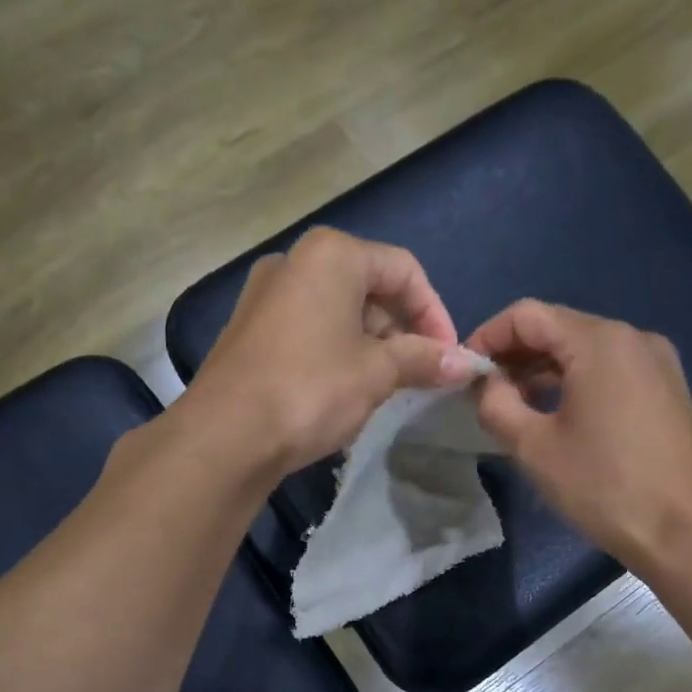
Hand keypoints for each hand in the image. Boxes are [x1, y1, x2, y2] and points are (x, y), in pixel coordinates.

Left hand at [182, 227, 469, 473]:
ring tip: (383, 389)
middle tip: (417, 375)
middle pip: (368, 287)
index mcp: (331, 255)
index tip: (448, 356)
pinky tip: (342, 392)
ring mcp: (264, 296)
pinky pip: (307, 330)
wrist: (225, 435)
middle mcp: (294, 262)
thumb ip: (423, 359)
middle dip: (401, 331)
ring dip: (370, 346)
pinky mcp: (248, 330)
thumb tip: (466, 363)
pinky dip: (335, 353)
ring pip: (337, 311)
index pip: (404, 270)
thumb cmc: (311, 389)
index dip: (434, 313)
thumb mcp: (377, 373)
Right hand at [467, 300, 691, 570]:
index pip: (527, 314)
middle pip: (557, 327)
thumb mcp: (534, 447)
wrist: (687, 533)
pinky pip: (608, 369)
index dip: (487, 336)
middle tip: (483, 393)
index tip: (463, 372)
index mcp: (599, 342)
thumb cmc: (604, 486)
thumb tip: (484, 383)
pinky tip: (555, 414)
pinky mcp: (666, 388)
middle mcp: (632, 338)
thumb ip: (496, 404)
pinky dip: (573, 381)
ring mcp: (656, 362)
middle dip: (514, 354)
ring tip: (513, 406)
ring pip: (583, 349)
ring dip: (541, 369)